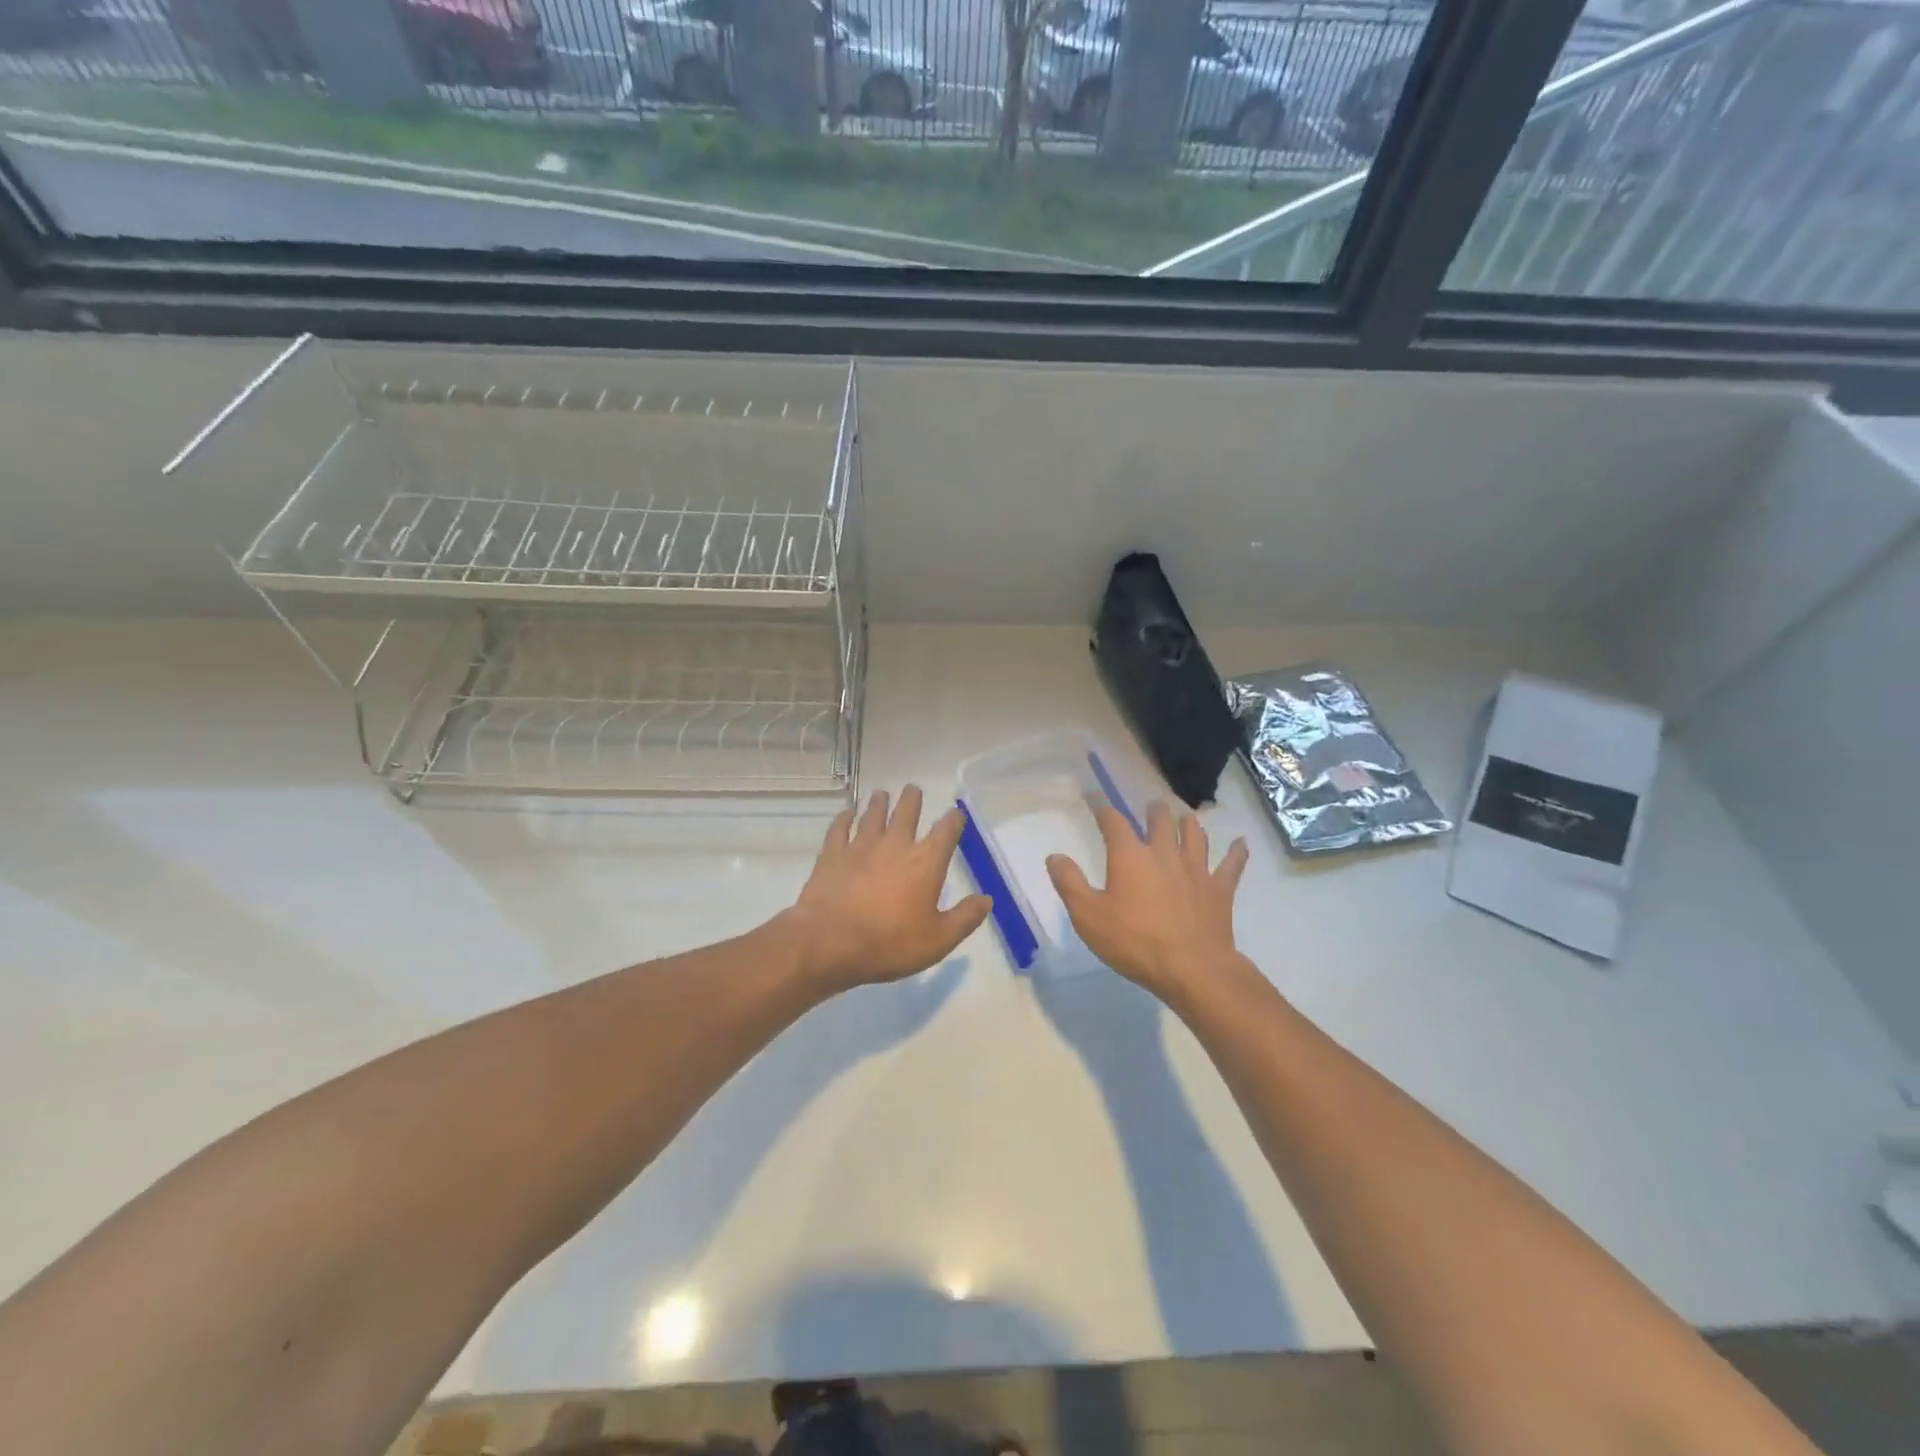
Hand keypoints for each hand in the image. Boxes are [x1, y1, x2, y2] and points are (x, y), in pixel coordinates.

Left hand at [782, 785, 992, 992]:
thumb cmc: (890, 943)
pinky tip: (847, 813)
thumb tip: (987, 899)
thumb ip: (965, 918)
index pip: (946, 831)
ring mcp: (861, 845)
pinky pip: (840, 827)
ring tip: (881, 794)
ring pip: (873, 814)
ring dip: (879, 803)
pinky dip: (844, 817)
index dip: (954, 820)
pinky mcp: (833, 853)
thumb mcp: (938, 940)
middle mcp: (895, 844)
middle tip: (913, 789)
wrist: (831, 941)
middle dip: (912, 799)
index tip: (956, 813)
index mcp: (926, 862)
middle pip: (906, 812)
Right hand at [1045, 800, 1248, 1005]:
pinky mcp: (1219, 889)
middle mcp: (1164, 853)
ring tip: (1185, 817)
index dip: (1102, 806)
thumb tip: (1055, 856)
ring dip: (1188, 823)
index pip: (1113, 821)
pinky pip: (1231, 865)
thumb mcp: (1088, 916)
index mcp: (1130, 856)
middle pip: (1160, 820)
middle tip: (1150, 807)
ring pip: (1194, 835)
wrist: (1192, 968)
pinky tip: (1241, 843)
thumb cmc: (1134, 942)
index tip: (1094, 796)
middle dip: (1153, 811)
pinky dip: (1237, 853)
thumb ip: (1069, 883)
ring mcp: (1196, 870)